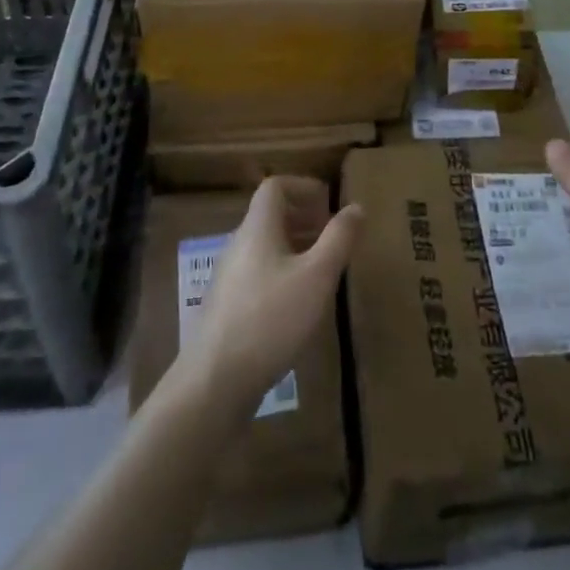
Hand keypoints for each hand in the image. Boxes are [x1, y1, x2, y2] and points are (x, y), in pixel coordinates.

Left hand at [179, 176, 363, 413]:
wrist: (213, 383)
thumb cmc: (271, 319)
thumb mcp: (317, 276)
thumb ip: (339, 239)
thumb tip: (356, 206)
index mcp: (257, 228)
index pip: (275, 186)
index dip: (303, 186)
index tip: (329, 203)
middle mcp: (238, 244)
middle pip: (270, 215)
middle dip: (304, 218)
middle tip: (333, 237)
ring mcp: (227, 277)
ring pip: (264, 246)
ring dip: (294, 247)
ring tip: (321, 270)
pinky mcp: (225, 307)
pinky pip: (256, 272)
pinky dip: (280, 272)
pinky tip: (296, 305)